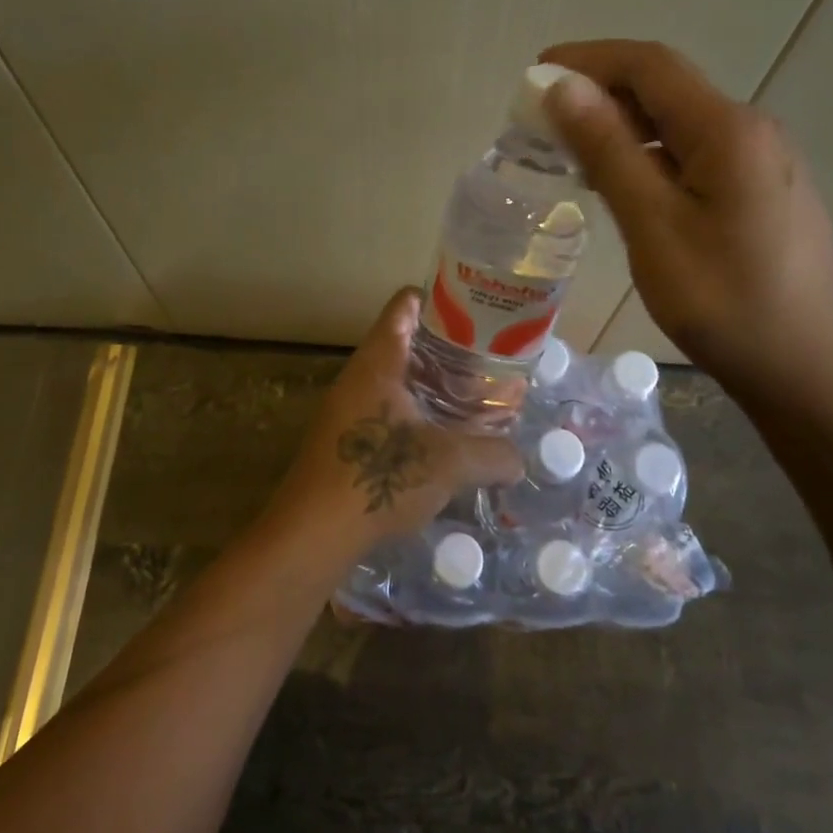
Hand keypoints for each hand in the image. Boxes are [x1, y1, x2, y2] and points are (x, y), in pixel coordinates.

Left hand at [262, 288, 521, 561]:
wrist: (313, 533)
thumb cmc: (380, 477)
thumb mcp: (448, 463)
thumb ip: (492, 455)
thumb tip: (519, 461)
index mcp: (379, 361)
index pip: (406, 305)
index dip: (440, 300)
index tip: (476, 310)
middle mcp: (360, 376)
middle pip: (407, 343)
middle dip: (449, 351)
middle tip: (490, 360)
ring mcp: (349, 408)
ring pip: (399, 381)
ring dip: (435, 386)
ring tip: (476, 398)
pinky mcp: (347, 439)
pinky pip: (389, 411)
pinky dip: (419, 414)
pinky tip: (446, 438)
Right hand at [540, 39, 832, 411]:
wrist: (807, 369)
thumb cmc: (723, 302)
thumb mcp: (654, 226)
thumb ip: (609, 151)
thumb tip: (564, 89)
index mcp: (728, 130)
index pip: (650, 65)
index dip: (589, 59)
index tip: (535, 74)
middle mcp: (752, 130)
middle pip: (667, 88)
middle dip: (602, 90)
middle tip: (544, 119)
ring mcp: (764, 161)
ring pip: (681, 122)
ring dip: (625, 124)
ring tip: (573, 150)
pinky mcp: (764, 190)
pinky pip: (698, 152)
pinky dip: (651, 153)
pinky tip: (625, 183)